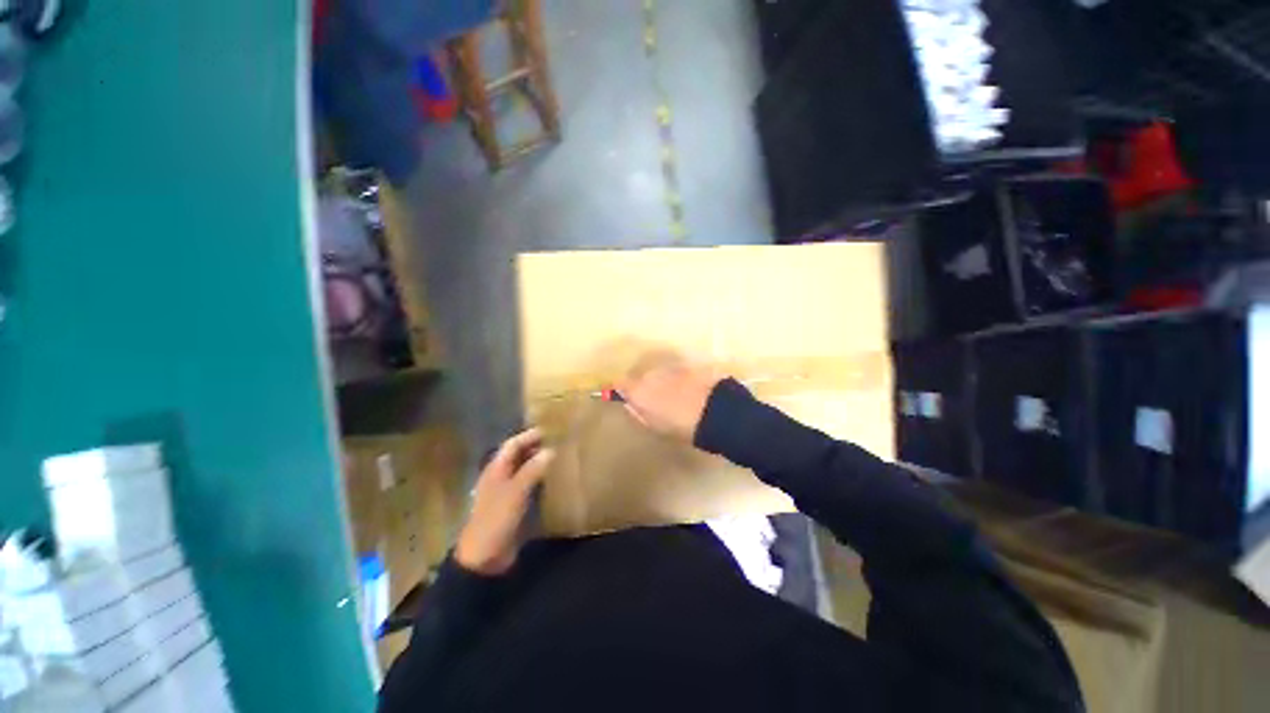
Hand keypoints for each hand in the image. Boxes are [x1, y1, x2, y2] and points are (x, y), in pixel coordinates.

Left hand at [454, 429, 553, 575]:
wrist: (484, 557)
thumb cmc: (496, 519)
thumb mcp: (516, 492)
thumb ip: (533, 470)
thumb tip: (551, 450)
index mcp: (496, 469)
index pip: (513, 445)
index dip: (529, 436)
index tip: (550, 430)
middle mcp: (500, 476)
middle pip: (518, 455)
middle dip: (535, 447)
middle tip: (558, 442)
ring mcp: (505, 492)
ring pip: (524, 470)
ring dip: (538, 463)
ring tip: (559, 458)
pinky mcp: (512, 506)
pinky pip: (527, 486)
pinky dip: (539, 479)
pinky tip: (552, 481)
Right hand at [617, 354, 722, 442]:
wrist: (716, 412)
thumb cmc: (682, 426)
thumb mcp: (655, 425)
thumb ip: (638, 412)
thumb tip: (629, 403)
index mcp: (639, 390)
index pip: (619, 383)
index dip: (619, 389)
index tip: (620, 395)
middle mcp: (651, 374)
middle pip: (641, 377)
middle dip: (645, 386)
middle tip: (655, 401)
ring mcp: (670, 367)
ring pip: (659, 373)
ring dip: (662, 381)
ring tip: (675, 397)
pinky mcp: (688, 365)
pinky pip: (676, 372)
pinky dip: (678, 379)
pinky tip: (688, 390)